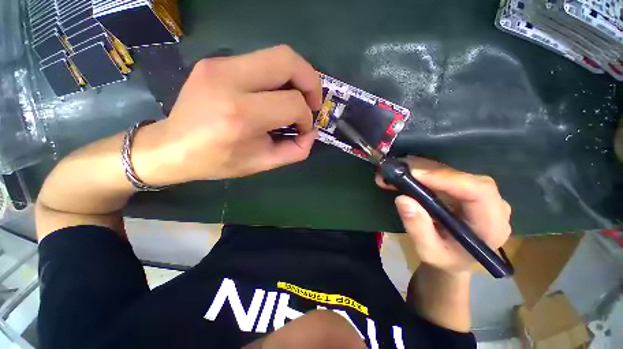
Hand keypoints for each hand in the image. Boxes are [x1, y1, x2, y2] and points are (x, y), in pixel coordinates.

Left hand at [134, 45, 321, 184]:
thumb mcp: (262, 163)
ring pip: (277, 55)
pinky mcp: (216, 61)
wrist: (172, 147)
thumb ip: (295, 151)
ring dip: (297, 76)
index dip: (306, 117)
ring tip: (298, 98)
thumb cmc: (218, 161)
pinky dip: (278, 77)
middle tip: (313, 103)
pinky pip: (260, 61)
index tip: (303, 129)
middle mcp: (230, 81)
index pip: (292, 103)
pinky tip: (275, 95)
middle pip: (288, 61)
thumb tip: (311, 133)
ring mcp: (220, 65)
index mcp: (241, 115)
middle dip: (311, 82)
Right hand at [376, 157, 511, 274]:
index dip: (448, 179)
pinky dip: (424, 172)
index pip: (479, 192)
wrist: (454, 256)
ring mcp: (481, 195)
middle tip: (399, 172)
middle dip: (429, 172)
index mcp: (490, 226)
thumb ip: (418, 229)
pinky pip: (446, 174)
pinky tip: (406, 174)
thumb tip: (403, 199)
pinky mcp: (467, 188)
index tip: (415, 175)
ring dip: (422, 169)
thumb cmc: (445, 258)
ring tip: (396, 173)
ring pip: (453, 172)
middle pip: (464, 178)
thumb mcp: (428, 251)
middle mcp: (492, 205)